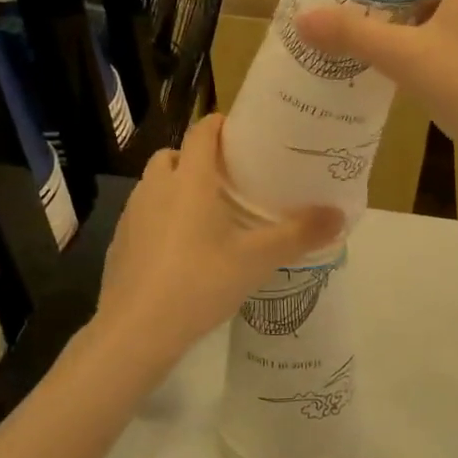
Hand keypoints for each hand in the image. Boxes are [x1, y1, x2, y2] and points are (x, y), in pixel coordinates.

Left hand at [92, 115, 342, 376]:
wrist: (137, 331)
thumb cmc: (200, 283)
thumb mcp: (257, 260)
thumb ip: (298, 234)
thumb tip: (339, 214)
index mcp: (190, 180)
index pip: (201, 131)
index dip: (220, 125)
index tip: (241, 134)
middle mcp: (156, 187)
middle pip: (174, 155)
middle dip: (197, 159)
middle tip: (226, 181)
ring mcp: (132, 215)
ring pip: (154, 185)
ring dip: (175, 189)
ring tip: (204, 216)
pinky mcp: (119, 242)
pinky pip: (142, 216)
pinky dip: (158, 220)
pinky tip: (178, 251)